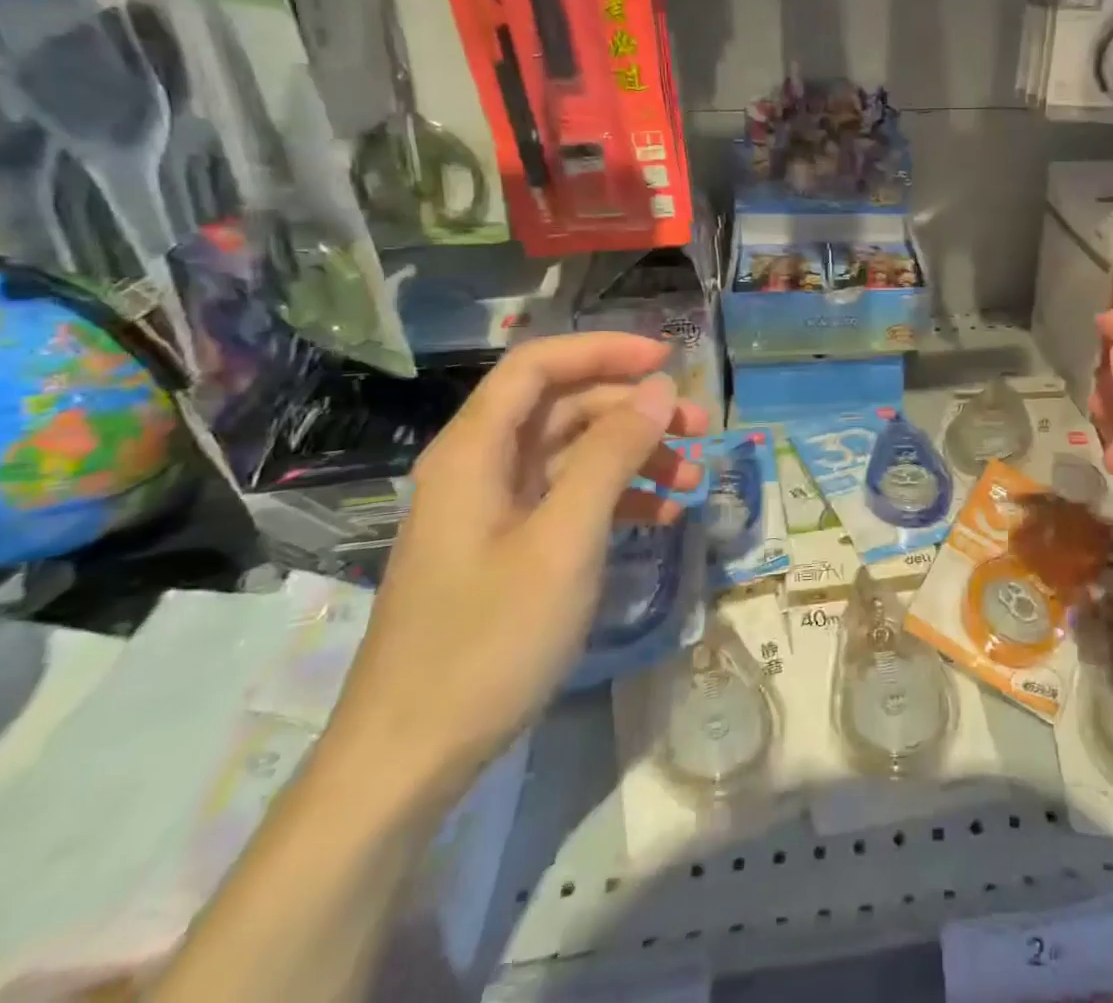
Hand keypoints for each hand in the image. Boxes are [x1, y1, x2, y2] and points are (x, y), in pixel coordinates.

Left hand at [322, 334, 707, 800]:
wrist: (411, 760)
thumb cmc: (488, 640)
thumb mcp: (565, 540)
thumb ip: (613, 455)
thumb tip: (660, 389)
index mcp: (475, 452)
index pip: (539, 366)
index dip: (603, 351)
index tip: (668, 359)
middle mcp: (481, 468)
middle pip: (564, 408)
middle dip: (635, 409)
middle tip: (701, 427)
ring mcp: (495, 511)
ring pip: (575, 454)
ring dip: (636, 455)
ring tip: (694, 476)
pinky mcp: (509, 548)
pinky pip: (571, 499)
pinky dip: (618, 497)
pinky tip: (663, 514)